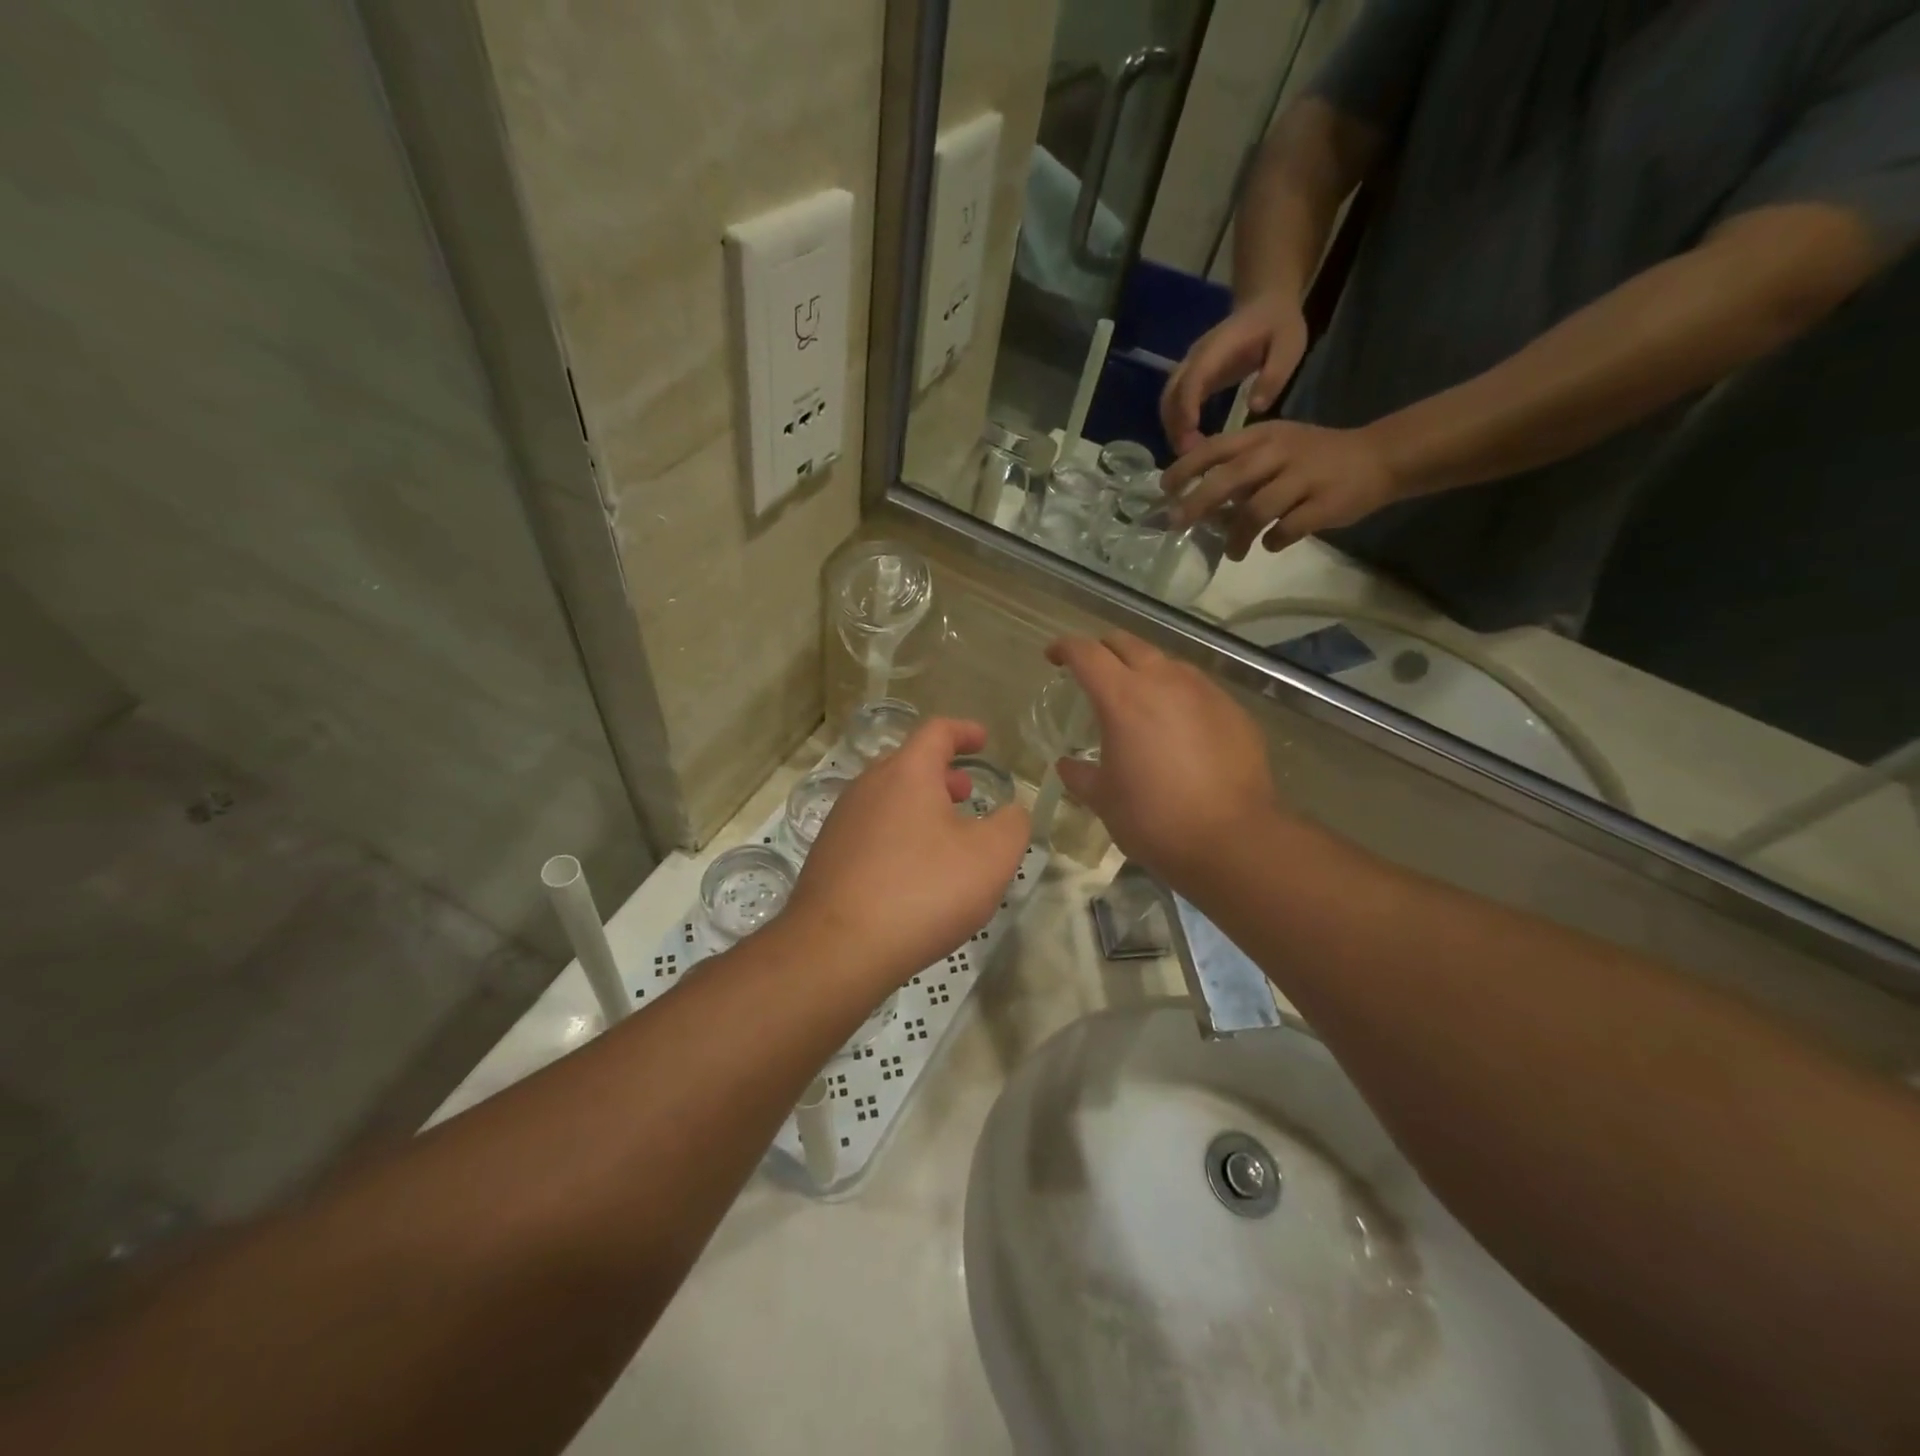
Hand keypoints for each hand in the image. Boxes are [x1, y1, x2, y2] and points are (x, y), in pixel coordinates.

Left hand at [785, 719, 1029, 991]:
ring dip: (919, 806)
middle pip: (907, 764)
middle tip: (966, 793)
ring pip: (887, 798)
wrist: (837, 949)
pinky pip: (871, 831)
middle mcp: (867, 786)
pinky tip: (911, 872)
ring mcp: (841, 822)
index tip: (984, 741)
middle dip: (941, 773)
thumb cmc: (922, 891)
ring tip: (944, 835)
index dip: (964, 731)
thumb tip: (1012, 813)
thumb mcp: (991, 858)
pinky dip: (898, 835)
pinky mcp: (827, 857)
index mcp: (906, 773)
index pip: (936, 731)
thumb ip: (1012, 825)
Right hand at [1046, 633, 1279, 882]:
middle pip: (1127, 643)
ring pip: (1167, 662)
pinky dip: (1178, 695)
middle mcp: (1164, 681)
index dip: (1065, 648)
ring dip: (1145, 669)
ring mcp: (1204, 692)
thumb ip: (1080, 775)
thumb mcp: (1104, 800)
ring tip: (1138, 697)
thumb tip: (1067, 764)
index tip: (1054, 656)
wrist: (1232, 840)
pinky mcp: (1234, 710)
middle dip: (1104, 650)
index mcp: (1122, 698)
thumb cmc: (1154, 819)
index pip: (1086, 653)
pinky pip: (1198, 689)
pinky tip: (1179, 727)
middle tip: (1093, 671)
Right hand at [1160, 295, 1307, 454]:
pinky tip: (1191, 443)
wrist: (1265, 303)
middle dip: (1175, 427)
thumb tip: (1254, 407)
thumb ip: (1274, 374)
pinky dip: (1177, 425)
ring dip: (1173, 429)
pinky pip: (1174, 403)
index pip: (1193, 379)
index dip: (1187, 408)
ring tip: (1190, 455)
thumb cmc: (1278, 325)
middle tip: (1190, 457)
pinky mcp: (1191, 377)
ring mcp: (1190, 367)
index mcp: (1218, 349)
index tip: (1191, 437)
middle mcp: (1195, 358)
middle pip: (1171, 395)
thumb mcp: (1289, 345)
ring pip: (1168, 401)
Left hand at [1162, 420, 1401, 558]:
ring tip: (1233, 552)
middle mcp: (1280, 453)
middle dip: (1198, 503)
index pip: (1215, 447)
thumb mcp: (1277, 448)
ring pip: (1255, 511)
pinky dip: (1274, 541)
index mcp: (1264, 436)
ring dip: (1236, 536)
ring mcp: (1304, 478)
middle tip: (1179, 524)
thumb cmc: (1316, 457)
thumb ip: (1241, 469)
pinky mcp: (1325, 504)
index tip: (1165, 489)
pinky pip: (1288, 530)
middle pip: (1229, 479)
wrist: (1380, 457)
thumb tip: (1198, 501)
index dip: (1186, 467)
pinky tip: (1272, 544)